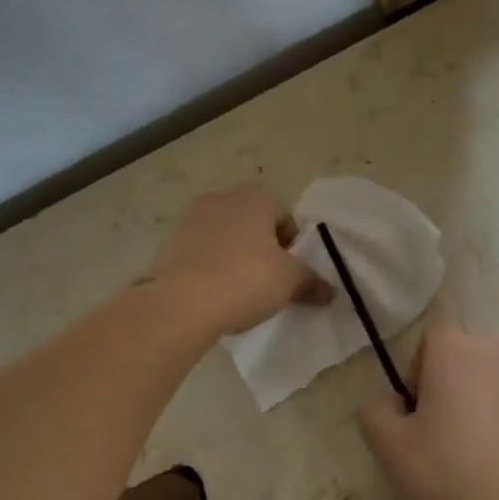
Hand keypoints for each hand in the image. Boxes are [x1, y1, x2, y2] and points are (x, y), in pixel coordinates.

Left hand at [141, 185, 330, 335]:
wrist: (181, 303)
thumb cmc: (245, 279)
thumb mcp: (290, 282)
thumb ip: (312, 282)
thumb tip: (331, 292)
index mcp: (254, 196)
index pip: (283, 217)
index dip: (291, 246)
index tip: (290, 273)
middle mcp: (220, 198)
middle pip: (251, 224)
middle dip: (260, 249)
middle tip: (267, 282)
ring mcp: (189, 219)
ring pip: (223, 238)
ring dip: (232, 258)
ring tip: (237, 292)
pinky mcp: (167, 243)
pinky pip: (198, 254)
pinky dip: (208, 269)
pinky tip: (212, 295)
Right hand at [359, 326, 498, 499]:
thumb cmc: (452, 481)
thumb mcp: (389, 450)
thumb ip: (376, 411)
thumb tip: (392, 402)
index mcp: (455, 351)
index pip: (430, 344)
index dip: (420, 377)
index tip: (421, 419)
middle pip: (468, 356)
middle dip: (457, 385)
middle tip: (451, 437)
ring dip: (491, 399)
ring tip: (489, 452)